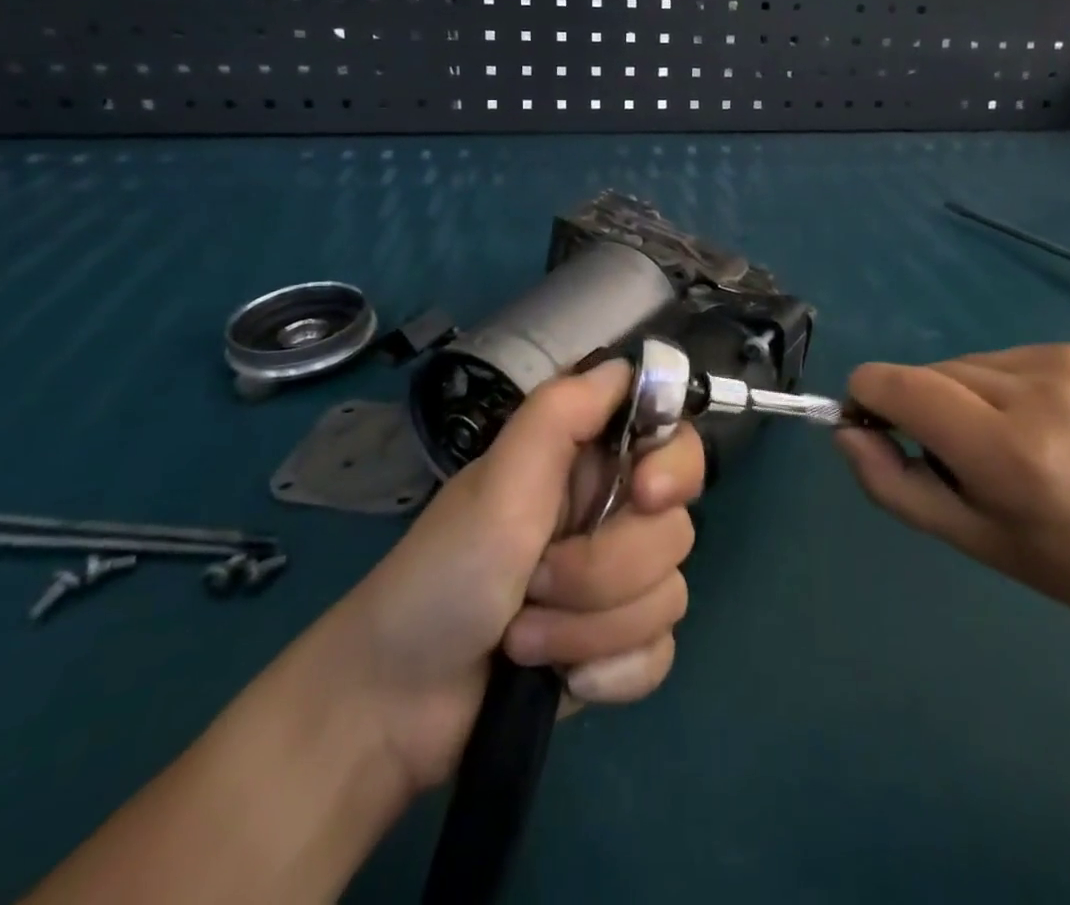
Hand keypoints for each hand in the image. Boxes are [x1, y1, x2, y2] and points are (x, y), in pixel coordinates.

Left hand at [343, 360, 704, 791]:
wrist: (395, 705)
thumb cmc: (444, 574)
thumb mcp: (498, 482)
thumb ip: (560, 413)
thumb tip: (625, 365)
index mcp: (586, 460)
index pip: (673, 437)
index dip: (675, 464)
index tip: (646, 495)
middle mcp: (609, 511)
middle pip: (674, 528)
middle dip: (604, 569)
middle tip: (537, 580)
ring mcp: (615, 582)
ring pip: (667, 594)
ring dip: (591, 626)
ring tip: (525, 635)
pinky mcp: (614, 646)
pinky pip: (657, 653)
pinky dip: (609, 671)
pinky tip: (564, 679)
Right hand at [834, 344, 1069, 639]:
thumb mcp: (971, 541)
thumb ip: (893, 484)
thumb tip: (845, 430)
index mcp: (1010, 452)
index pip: (899, 386)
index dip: (866, 397)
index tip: (870, 427)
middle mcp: (1036, 392)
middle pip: (927, 374)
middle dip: (922, 410)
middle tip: (963, 463)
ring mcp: (1062, 363)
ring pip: (960, 364)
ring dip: (959, 398)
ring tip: (1006, 445)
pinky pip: (997, 358)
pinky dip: (995, 388)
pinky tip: (1036, 425)